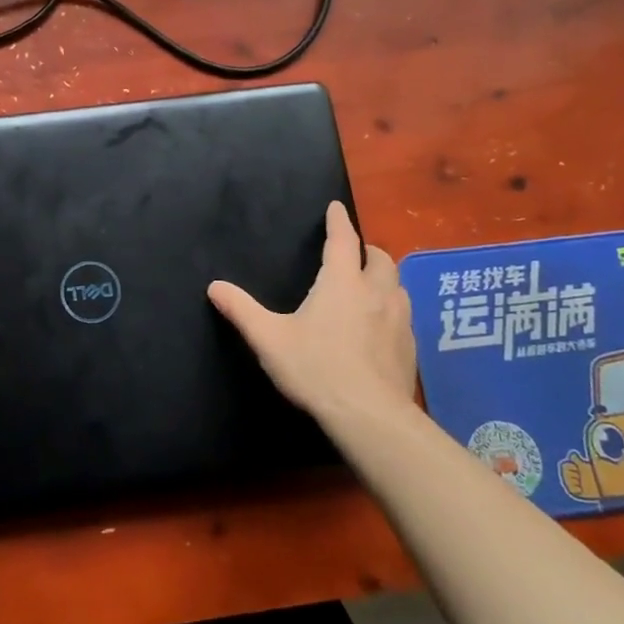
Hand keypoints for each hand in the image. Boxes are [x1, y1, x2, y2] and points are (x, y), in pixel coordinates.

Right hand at [208, 201, 416, 431]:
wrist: (369, 416)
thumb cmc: (316, 368)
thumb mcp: (269, 339)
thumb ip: (241, 310)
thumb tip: (214, 286)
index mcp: (341, 283)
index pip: (343, 240)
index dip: (338, 221)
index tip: (336, 207)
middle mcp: (376, 292)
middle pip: (379, 258)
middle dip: (366, 250)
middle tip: (352, 254)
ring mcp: (398, 320)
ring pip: (398, 285)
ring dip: (384, 278)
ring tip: (369, 287)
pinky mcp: (410, 347)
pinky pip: (404, 316)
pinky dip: (392, 309)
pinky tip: (381, 327)